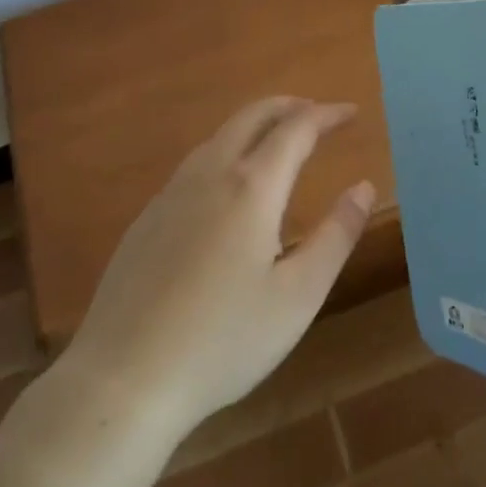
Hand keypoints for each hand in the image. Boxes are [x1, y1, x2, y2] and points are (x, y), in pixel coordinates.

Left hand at [52, 98, 375, 439]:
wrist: (122, 380)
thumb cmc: (223, 341)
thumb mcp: (298, 295)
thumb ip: (336, 235)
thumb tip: (363, 188)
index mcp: (251, 188)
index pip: (296, 128)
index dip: (327, 115)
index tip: (351, 112)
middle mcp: (209, 175)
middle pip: (251, 117)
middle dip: (289, 106)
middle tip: (317, 113)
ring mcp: (171, 194)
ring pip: (219, 137)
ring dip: (255, 126)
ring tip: (279, 142)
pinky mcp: (146, 219)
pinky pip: (195, 164)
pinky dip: (226, 152)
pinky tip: (229, 187)